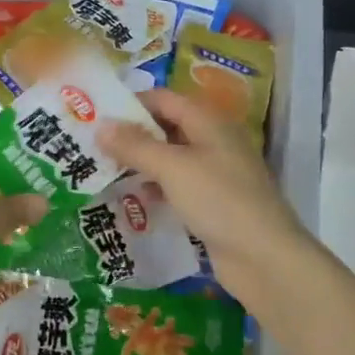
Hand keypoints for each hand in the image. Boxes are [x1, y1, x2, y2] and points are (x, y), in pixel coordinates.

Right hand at [98, 89, 310, 307]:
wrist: (263, 256)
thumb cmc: (218, 200)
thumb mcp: (172, 168)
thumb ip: (135, 146)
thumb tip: (101, 125)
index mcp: (208, 121)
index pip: (164, 98)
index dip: (131, 103)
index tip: (95, 115)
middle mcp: (214, 141)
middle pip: (167, 127)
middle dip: (132, 134)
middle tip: (91, 145)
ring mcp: (216, 173)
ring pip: (171, 158)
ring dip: (141, 163)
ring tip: (103, 171)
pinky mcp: (213, 202)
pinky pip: (178, 186)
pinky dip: (156, 188)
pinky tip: (133, 199)